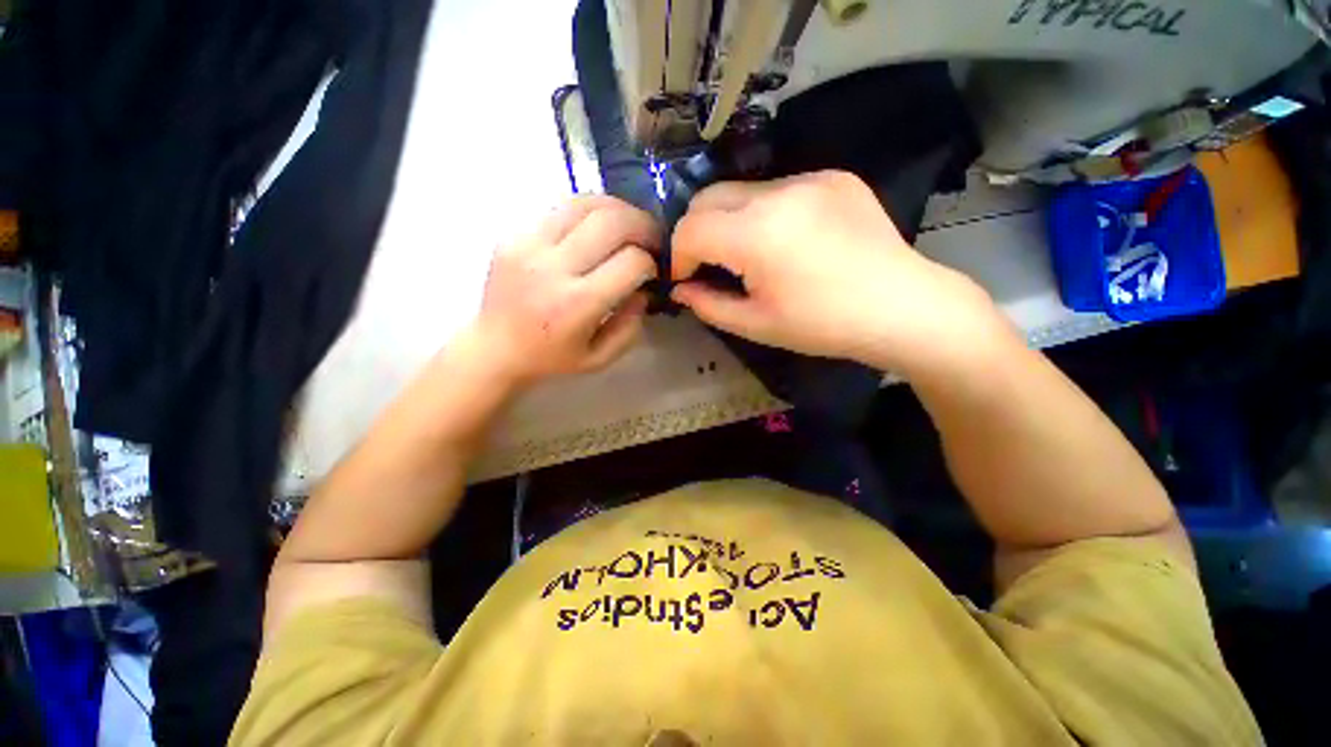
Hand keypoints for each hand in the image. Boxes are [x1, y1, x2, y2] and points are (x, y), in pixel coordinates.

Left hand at [470, 195, 658, 385]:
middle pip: (612, 223)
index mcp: (577, 303)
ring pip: (586, 204)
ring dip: (619, 210)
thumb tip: (643, 289)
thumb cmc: (551, 359)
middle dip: (643, 226)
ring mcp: (529, 243)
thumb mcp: (600, 358)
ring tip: (629, 225)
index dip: (651, 263)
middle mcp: (553, 267)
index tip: (651, 271)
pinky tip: (598, 226)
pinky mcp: (513, 233)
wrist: (494, 348)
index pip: (631, 262)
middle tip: (652, 238)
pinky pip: (562, 207)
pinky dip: (590, 211)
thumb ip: (630, 327)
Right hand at [670, 170, 1007, 374]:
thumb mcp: (756, 324)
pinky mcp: (834, 177)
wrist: (902, 307)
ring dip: (731, 221)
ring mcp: (810, 178)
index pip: (690, 228)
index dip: (679, 255)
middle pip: (708, 197)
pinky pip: (779, 189)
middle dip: (697, 232)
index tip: (687, 279)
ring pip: (742, 191)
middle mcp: (779, 192)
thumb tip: (680, 289)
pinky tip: (787, 241)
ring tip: (749, 255)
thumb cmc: (823, 326)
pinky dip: (765, 213)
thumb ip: (708, 304)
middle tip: (709, 264)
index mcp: (757, 234)